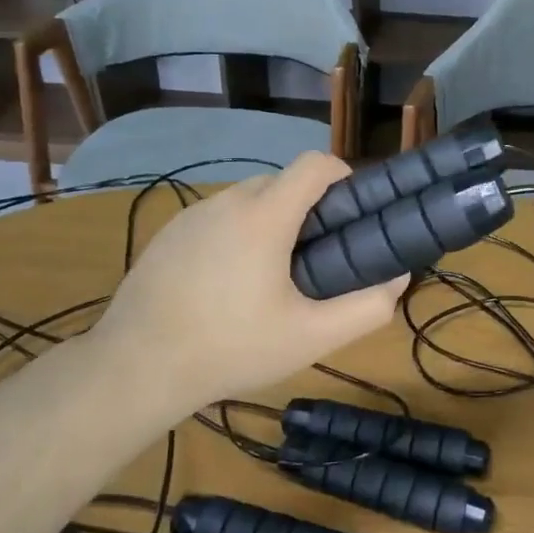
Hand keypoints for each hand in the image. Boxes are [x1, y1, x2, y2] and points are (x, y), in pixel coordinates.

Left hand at [93, 152, 404, 415]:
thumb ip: (365, 308)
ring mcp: (191, 216)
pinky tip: (227, 285)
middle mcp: (228, 202)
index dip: (343, 177)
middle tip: (318, 257)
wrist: (136, 368)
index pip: (314, 164)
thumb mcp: (310, 338)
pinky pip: (216, 219)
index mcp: (264, 217)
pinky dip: (236, 235)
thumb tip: (397, 278)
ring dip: (270, 222)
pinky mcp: (167, 235)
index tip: (353, 213)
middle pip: (282, 182)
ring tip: (272, 276)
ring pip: (247, 200)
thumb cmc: (231, 348)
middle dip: (308, 208)